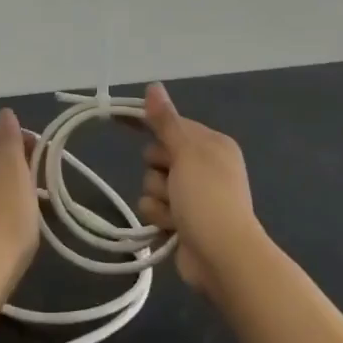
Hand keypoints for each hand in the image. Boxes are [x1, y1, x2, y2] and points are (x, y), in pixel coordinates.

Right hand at [136, 83, 261, 292]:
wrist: (224, 257)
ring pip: (152, 184)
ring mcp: (193, 196)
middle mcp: (203, 166)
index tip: (118, 118)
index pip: (171, 124)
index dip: (149, 124)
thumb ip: (166, 121)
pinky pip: (154, 209)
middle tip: (173, 181)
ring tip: (176, 211)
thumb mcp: (186, 153)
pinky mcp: (182, 221)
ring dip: (159, 198)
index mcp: (211, 144)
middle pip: (157, 155)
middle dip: (157, 170)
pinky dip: (160, 217)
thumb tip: (153, 85)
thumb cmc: (208, 198)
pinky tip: (172, 227)